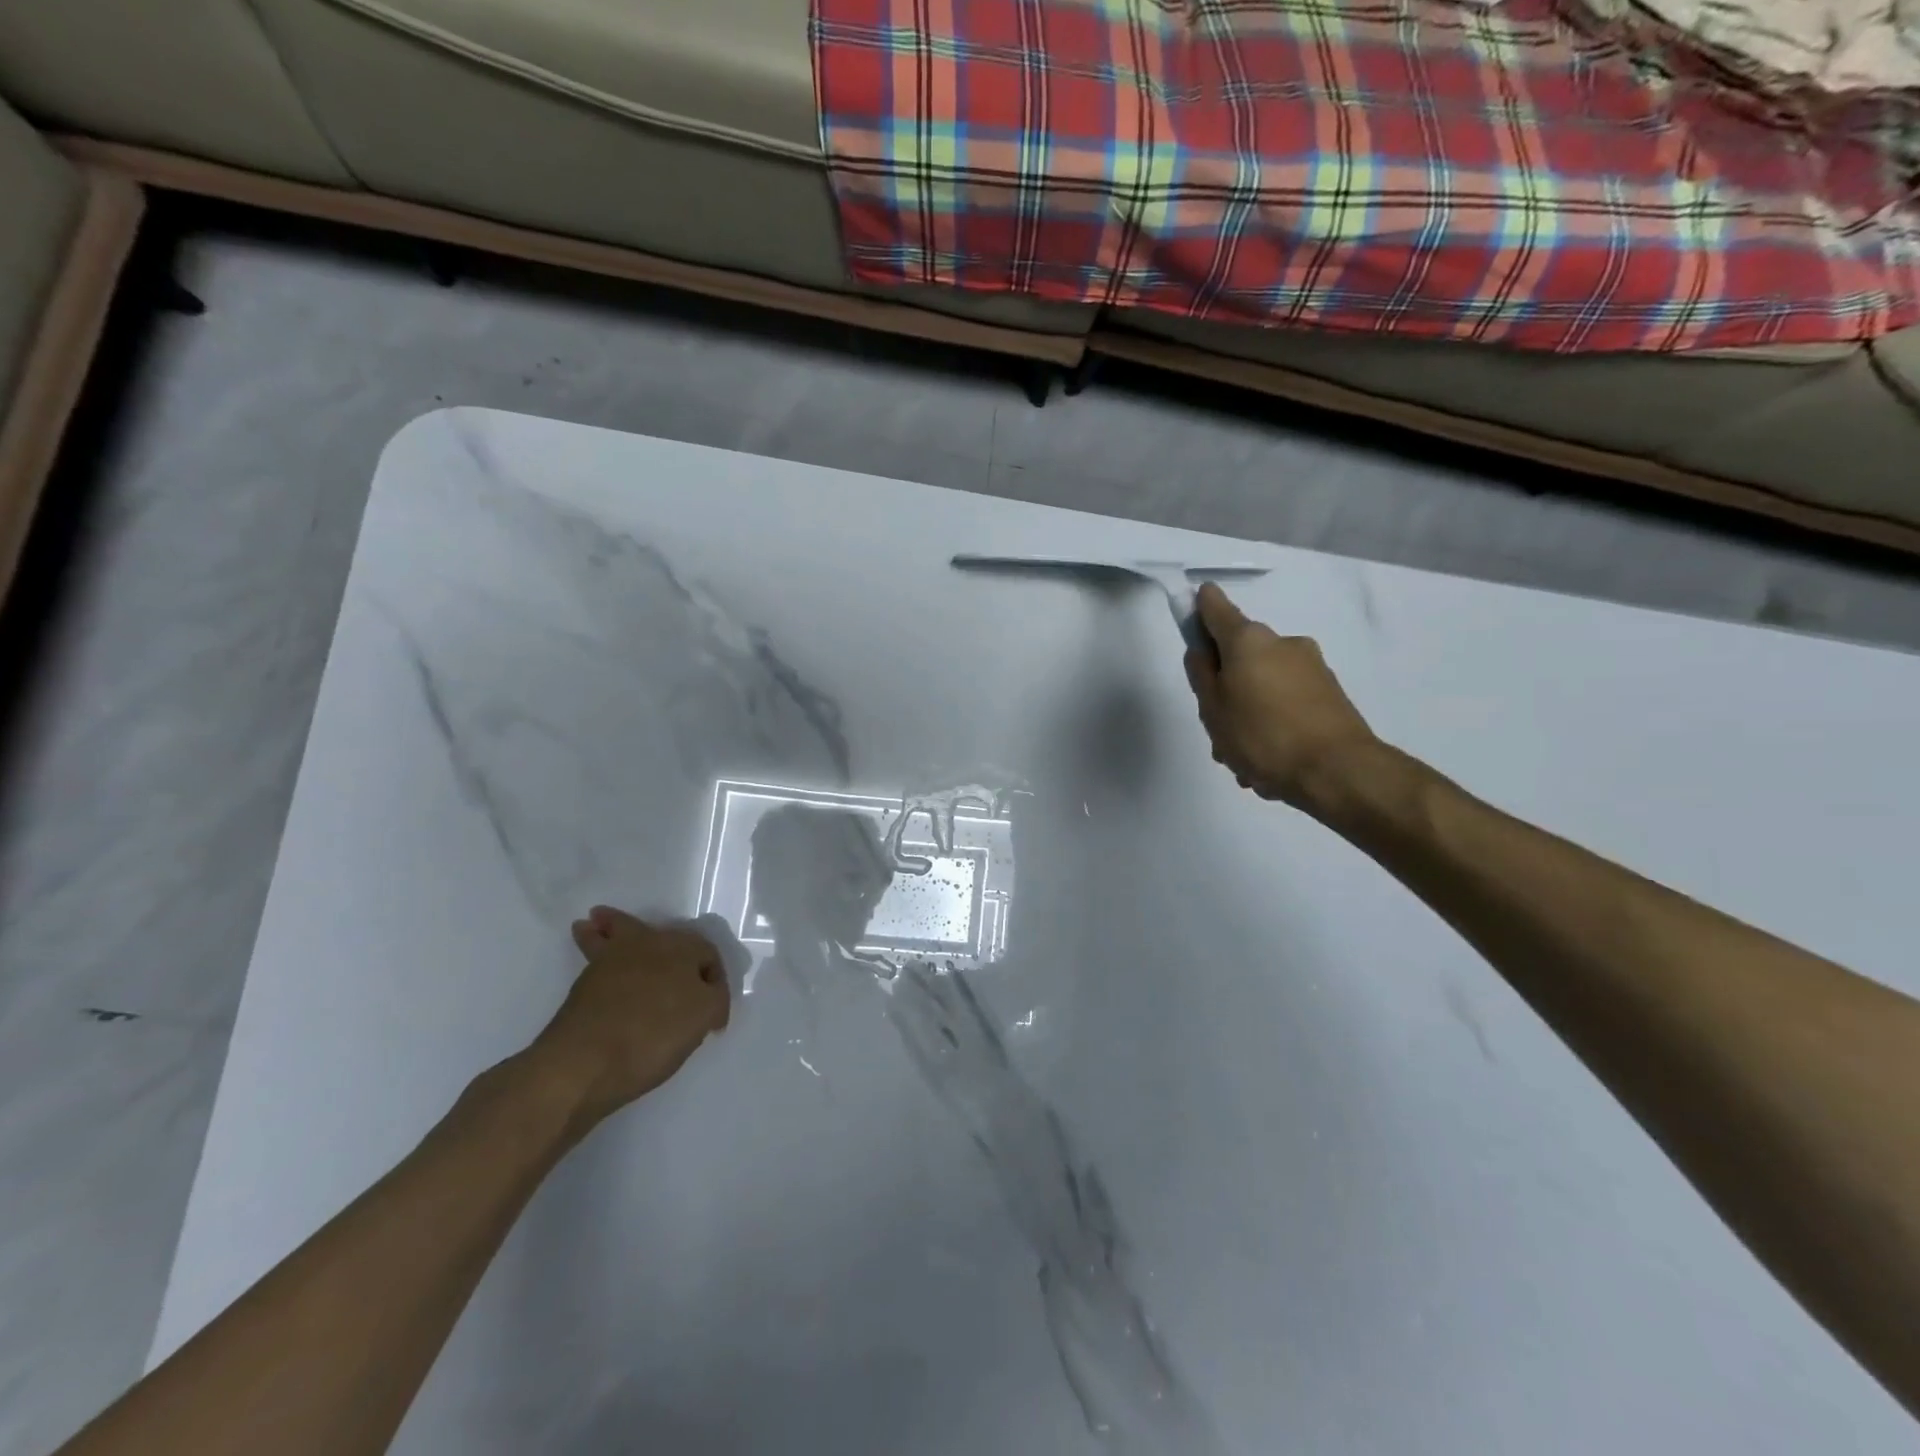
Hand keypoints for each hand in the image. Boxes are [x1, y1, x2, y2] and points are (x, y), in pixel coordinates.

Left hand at [526, 907, 729, 1126]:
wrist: (586, 1061)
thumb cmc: (655, 1035)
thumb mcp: (703, 1018)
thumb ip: (714, 999)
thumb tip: (707, 996)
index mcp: (683, 949)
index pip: (708, 955)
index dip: (714, 982)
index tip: (711, 1017)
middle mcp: (650, 944)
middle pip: (662, 934)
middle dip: (667, 941)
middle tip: (670, 955)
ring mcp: (612, 960)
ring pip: (618, 932)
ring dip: (612, 925)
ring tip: (598, 922)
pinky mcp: (583, 982)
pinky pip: (594, 952)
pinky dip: (592, 941)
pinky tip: (593, 949)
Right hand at [1184, 583, 1381, 813]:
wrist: (1338, 771)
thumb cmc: (1261, 736)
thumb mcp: (1213, 709)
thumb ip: (1201, 674)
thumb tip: (1203, 651)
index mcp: (1249, 640)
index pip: (1216, 608)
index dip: (1200, 608)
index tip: (1192, 613)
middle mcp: (1283, 643)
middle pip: (1241, 656)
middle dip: (1226, 686)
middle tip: (1217, 728)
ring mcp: (1311, 668)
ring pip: (1263, 685)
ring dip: (1249, 713)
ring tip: (1243, 758)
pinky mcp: (1330, 694)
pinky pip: (1287, 703)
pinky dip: (1273, 724)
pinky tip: (1268, 763)